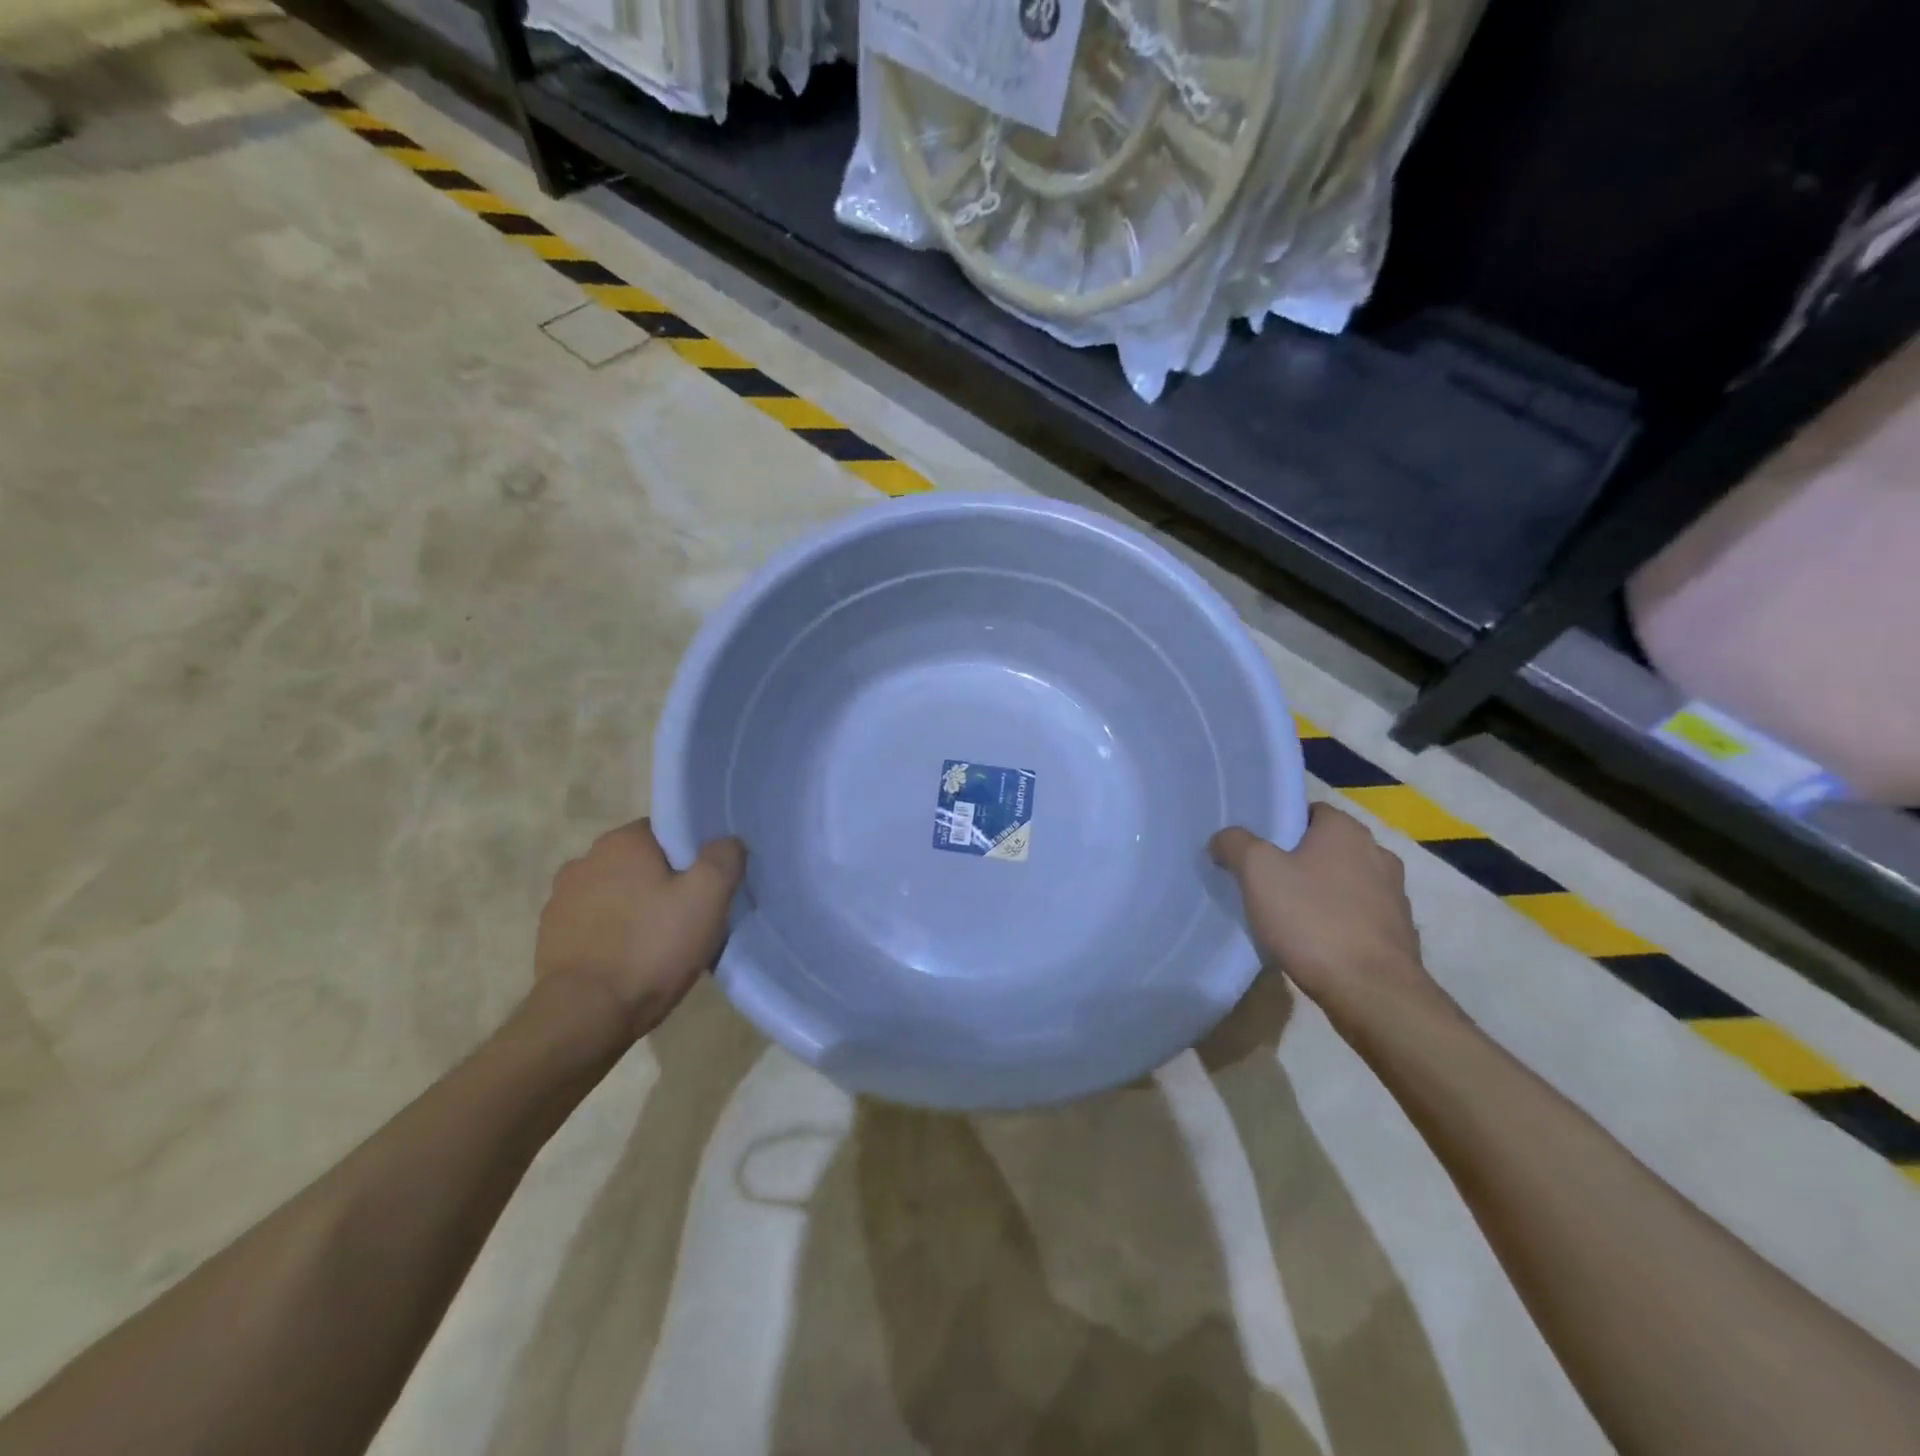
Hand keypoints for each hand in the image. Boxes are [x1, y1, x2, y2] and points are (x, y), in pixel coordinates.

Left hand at [535, 819, 745, 1040]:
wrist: (586, 1016)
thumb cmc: (652, 947)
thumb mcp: (708, 897)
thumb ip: (724, 858)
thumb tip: (726, 842)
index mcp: (622, 841)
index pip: (667, 832)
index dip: (692, 856)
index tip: (707, 885)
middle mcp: (585, 860)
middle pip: (641, 864)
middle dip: (664, 884)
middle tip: (691, 916)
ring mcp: (561, 900)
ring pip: (617, 894)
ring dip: (636, 909)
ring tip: (661, 944)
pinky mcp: (551, 937)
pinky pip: (596, 925)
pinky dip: (614, 935)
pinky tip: (632, 962)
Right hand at [1210, 803, 1445, 1030]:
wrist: (1371, 992)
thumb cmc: (1312, 919)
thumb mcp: (1257, 871)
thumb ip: (1235, 844)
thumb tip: (1224, 839)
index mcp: (1347, 830)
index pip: (1310, 811)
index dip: (1280, 824)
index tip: (1255, 847)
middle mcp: (1378, 854)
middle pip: (1327, 847)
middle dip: (1299, 860)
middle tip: (1264, 880)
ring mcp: (1394, 895)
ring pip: (1345, 882)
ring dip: (1321, 892)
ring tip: (1287, 914)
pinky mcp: (1399, 933)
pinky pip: (1359, 916)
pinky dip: (1338, 922)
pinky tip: (1314, 942)